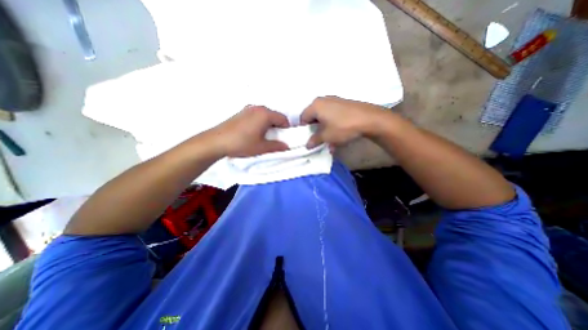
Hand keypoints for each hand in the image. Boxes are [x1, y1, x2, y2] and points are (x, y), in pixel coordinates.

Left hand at [210, 105, 289, 156]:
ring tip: (265, 136)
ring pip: (265, 115)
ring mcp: (248, 109)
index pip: (283, 118)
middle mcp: (258, 108)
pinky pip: (257, 115)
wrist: (216, 141)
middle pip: (274, 115)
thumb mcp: (261, 147)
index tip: (285, 137)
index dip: (287, 128)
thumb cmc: (242, 143)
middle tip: (276, 137)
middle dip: (278, 126)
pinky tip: (254, 132)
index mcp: (265, 114)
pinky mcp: (241, 112)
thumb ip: (276, 146)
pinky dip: (260, 122)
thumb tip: (286, 146)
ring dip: (269, 124)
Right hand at [301, 96, 389, 146]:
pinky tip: (338, 134)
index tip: (308, 138)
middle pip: (313, 116)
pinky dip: (332, 124)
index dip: (304, 130)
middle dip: (315, 129)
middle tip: (318, 139)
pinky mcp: (343, 104)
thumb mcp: (326, 136)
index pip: (303, 118)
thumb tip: (307, 145)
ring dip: (324, 129)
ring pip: (324, 116)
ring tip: (329, 139)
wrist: (369, 119)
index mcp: (315, 106)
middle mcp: (323, 100)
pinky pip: (332, 115)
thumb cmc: (343, 127)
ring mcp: (334, 101)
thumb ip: (314, 140)